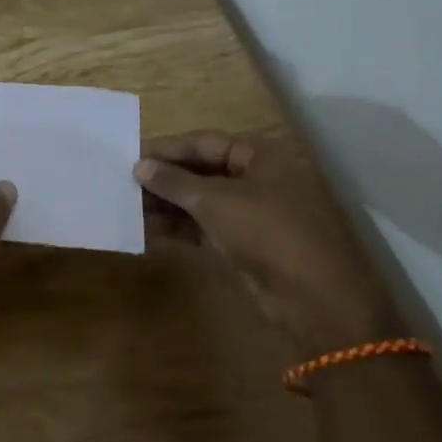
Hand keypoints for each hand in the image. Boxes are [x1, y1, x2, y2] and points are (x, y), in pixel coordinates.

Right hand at [134, 131, 396, 356]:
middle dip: (165, 180)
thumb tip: (139, 166)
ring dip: (168, 205)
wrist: (315, 299)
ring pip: (201, 202)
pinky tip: (149, 231)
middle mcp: (257, 180)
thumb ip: (173, 182)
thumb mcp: (215, 201)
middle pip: (202, 172)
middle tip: (126, 185)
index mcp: (259, 157)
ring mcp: (253, 215)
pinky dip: (180, 228)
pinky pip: (206, 228)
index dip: (168, 149)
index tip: (132, 158)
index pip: (205, 143)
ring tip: (130, 209)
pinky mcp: (247, 246)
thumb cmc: (267, 231)